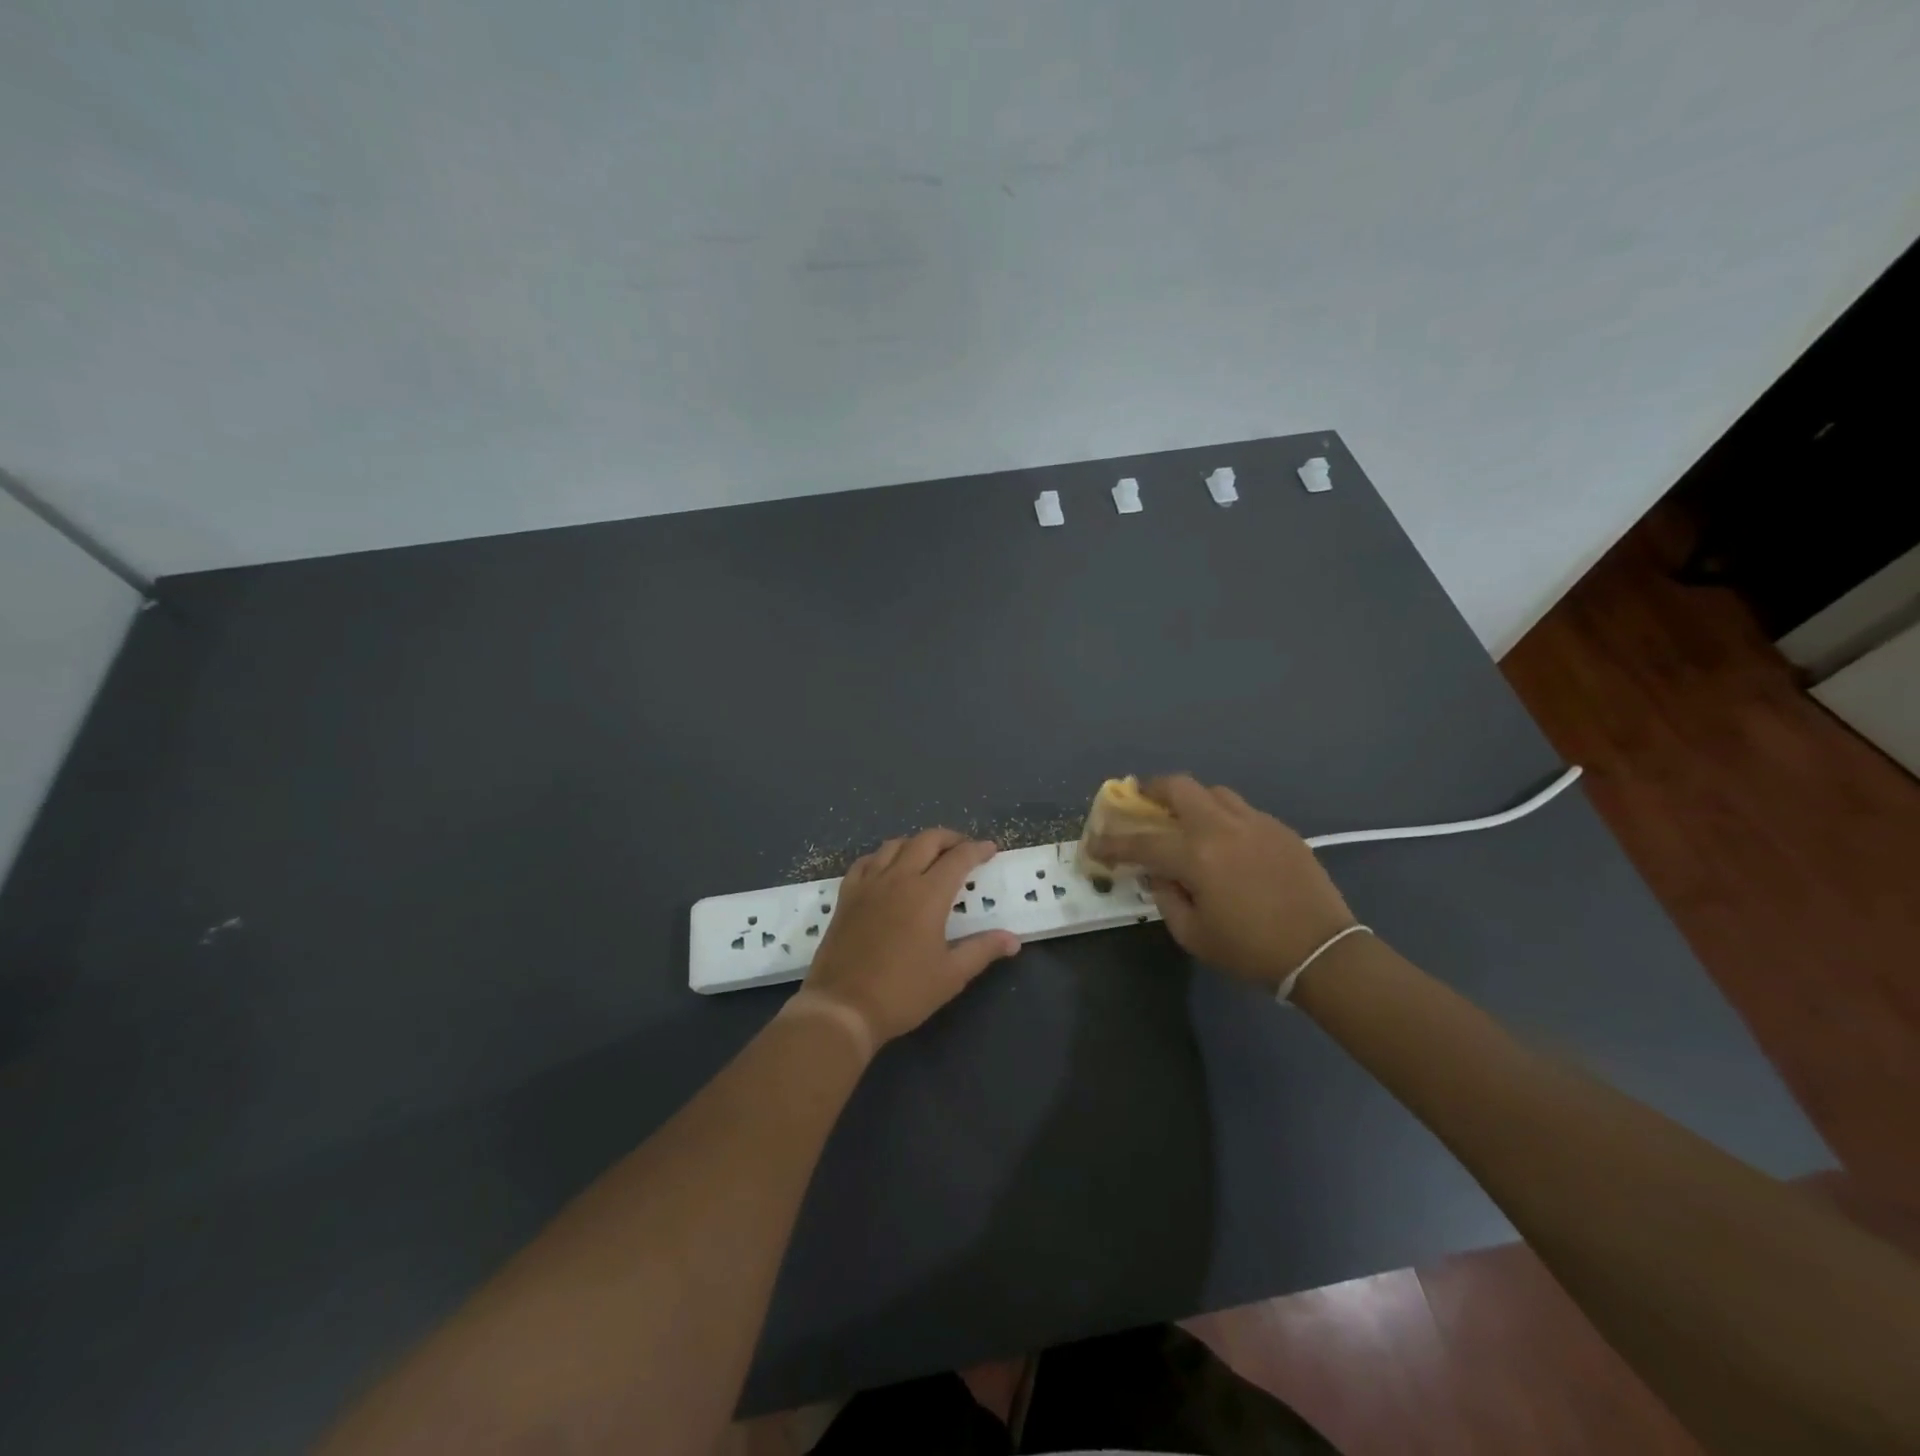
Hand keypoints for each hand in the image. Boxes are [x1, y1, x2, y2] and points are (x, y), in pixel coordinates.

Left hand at [803, 829, 1020, 1045]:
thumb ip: (982, 950)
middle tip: (964, 849)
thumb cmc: (903, 992)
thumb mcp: (951, 975)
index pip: (958, 858)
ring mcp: (868, 884)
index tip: (991, 850)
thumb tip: (1013, 939)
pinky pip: (865, 862)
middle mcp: (898, 878)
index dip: (977, 850)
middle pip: (926, 840)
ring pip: (895, 845)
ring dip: (917, 843)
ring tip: (929, 855)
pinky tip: (888, 868)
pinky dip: (883, 856)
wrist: (843, 1007)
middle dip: (950, 838)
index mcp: (928, 894)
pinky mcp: (847, 896)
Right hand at [1089, 776, 1354, 988]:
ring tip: (1187, 821)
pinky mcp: (1281, 829)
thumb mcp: (1193, 935)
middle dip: (1152, 790)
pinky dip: (1224, 817)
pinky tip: (1228, 842)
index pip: (1141, 841)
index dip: (1112, 843)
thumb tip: (1158, 873)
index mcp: (1196, 855)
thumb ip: (1166, 897)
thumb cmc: (1250, 950)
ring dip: (1192, 801)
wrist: (1322, 952)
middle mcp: (1222, 827)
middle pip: (1179, 787)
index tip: (1094, 843)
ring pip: (1214, 792)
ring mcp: (1256, 822)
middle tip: (1143, 802)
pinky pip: (1243, 810)